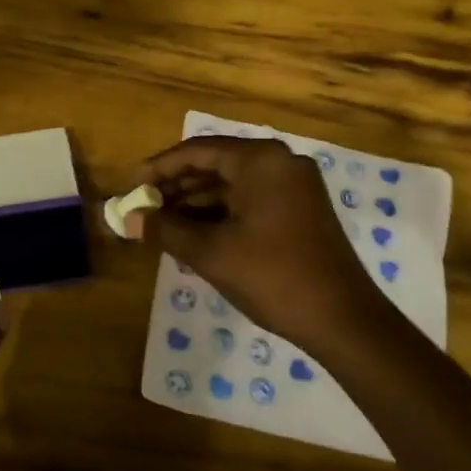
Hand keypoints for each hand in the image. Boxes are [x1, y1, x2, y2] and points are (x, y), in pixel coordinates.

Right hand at [133, 137, 379, 357]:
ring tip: (161, 225)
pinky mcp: (300, 209)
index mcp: (260, 160)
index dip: (159, 168)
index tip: (130, 186)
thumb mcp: (210, 252)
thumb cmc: (272, 276)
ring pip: (232, 185)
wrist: (343, 320)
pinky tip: (193, 234)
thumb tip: (127, 220)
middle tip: (142, 209)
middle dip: (176, 187)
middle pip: (215, 165)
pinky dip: (221, 214)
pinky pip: (250, 200)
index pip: (197, 151)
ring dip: (196, 203)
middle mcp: (279, 162)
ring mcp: (294, 186)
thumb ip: (165, 230)